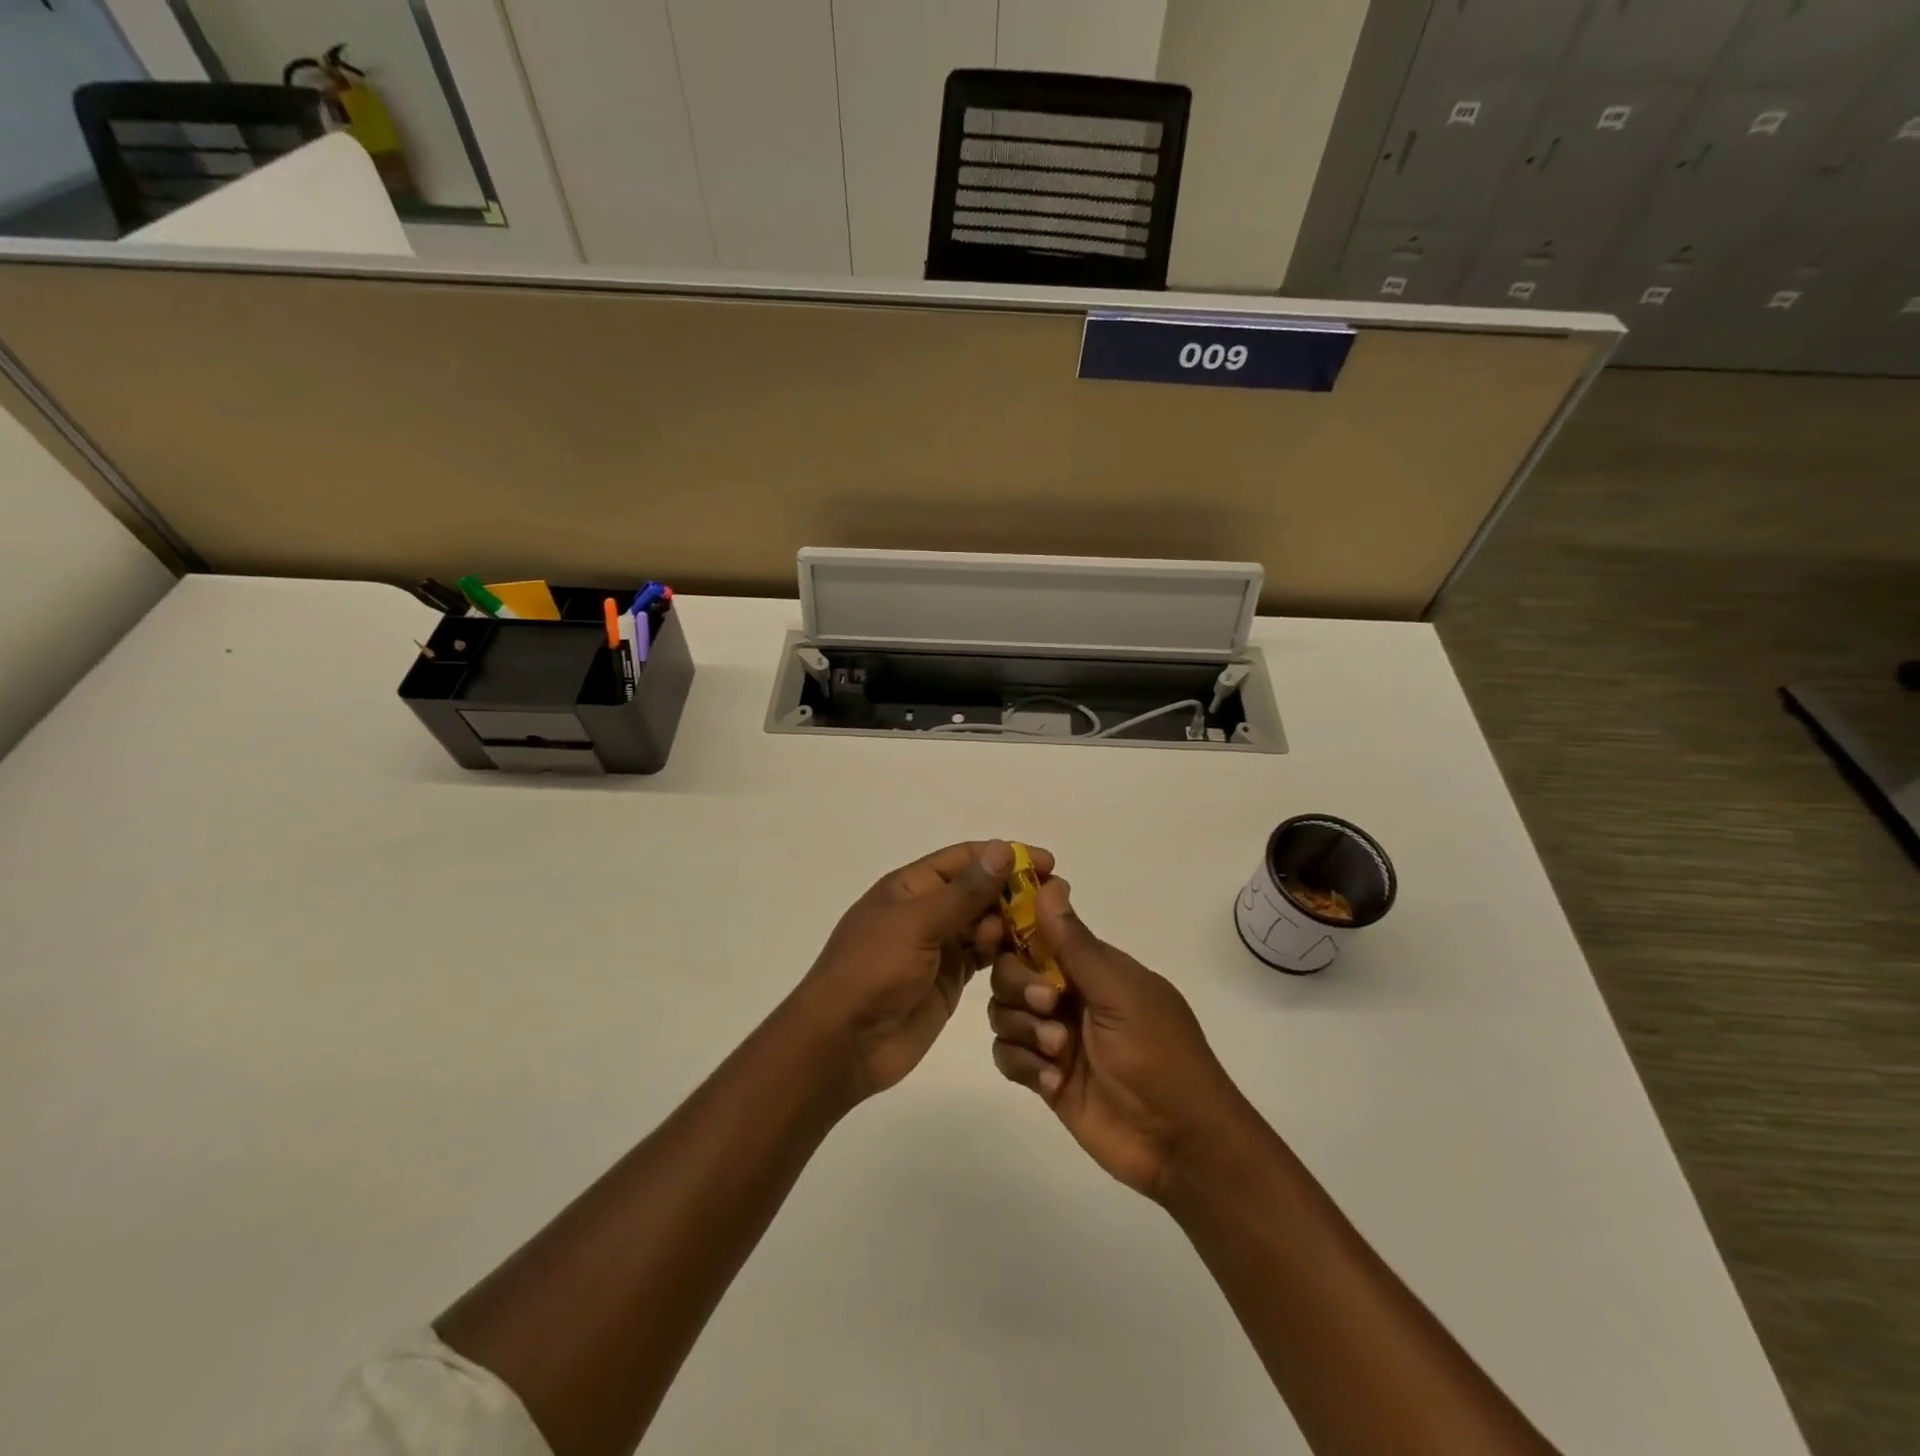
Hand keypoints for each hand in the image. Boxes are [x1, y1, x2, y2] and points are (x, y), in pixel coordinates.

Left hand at [797, 840, 1049, 1100]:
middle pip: (977, 891)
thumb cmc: (873, 971)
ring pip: (984, 925)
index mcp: (910, 887)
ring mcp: (937, 947)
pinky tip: (1030, 956)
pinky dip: (1005, 954)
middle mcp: (925, 911)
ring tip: (1046, 932)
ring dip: (1012, 924)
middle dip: (1014, 892)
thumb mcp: (917, 924)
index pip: (964, 859)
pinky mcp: (948, 980)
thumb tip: (1002, 850)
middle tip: (1055, 901)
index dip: (1004, 856)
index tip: (1046, 862)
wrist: (842, 1043)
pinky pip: (983, 958)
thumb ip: (964, 892)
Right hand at [988, 878, 1248, 1198]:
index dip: (1013, 927)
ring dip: (1023, 1029)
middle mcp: (1068, 994)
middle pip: (1010, 970)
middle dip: (1019, 985)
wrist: (1181, 1144)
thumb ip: (1076, 944)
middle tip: (1050, 1006)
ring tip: (1058, 1054)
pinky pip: (1007, 1056)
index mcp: (1091, 966)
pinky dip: (1024, 1065)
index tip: (996, 933)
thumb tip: (1051, 883)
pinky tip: (1054, 1083)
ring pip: (1003, 1012)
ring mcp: (1054, 1036)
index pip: (1039, 930)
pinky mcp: (1044, 1076)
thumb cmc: (1160, 1055)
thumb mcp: (1120, 993)